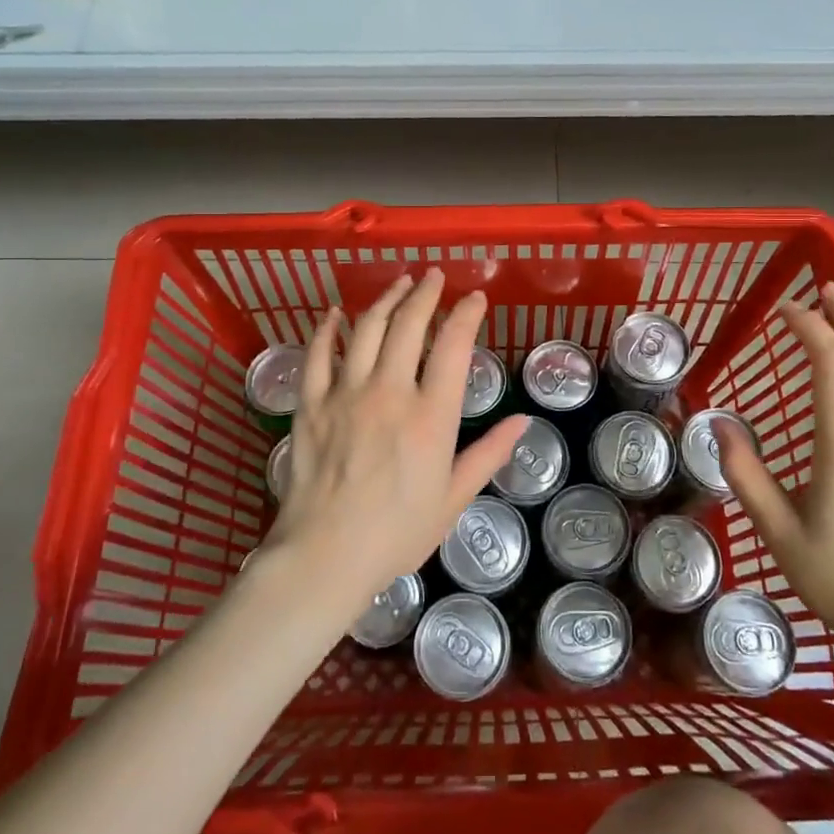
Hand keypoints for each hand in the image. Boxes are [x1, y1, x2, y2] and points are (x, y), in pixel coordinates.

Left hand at [263, 270, 526, 616]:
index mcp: (431, 416)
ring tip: (398, 283)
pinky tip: (334, 314)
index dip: (466, 314)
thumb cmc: (397, 533)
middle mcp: (390, 392)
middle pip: (409, 324)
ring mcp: (346, 394)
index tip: (475, 298)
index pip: (454, 346)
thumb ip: (488, 454)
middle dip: (425, 293)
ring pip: (367, 329)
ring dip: (385, 299)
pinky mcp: (312, 404)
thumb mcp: (453, 499)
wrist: (324, 556)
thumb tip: (522, 421)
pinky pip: (318, 355)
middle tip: (433, 277)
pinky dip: (327, 329)